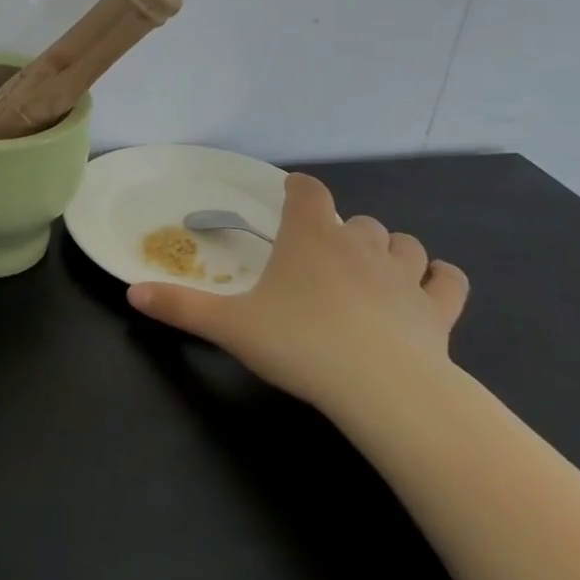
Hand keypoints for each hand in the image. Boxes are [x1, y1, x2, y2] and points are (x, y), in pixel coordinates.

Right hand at [127, 172, 467, 416]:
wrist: (383, 390)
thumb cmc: (299, 344)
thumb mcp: (228, 326)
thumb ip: (180, 307)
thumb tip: (131, 293)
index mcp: (311, 238)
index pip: (308, 192)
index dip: (298, 189)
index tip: (289, 195)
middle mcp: (360, 245)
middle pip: (355, 219)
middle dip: (339, 229)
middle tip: (319, 255)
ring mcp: (405, 276)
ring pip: (403, 243)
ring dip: (388, 248)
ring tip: (370, 268)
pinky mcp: (438, 310)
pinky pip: (447, 281)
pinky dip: (438, 280)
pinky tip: (427, 289)